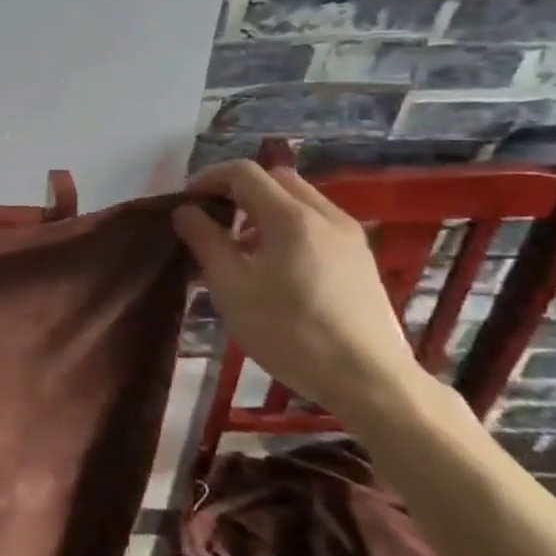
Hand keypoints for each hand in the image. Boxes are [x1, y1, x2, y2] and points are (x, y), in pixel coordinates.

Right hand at [171, 160, 421, 426]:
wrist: (370, 382)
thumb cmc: (290, 333)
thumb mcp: (232, 289)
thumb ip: (205, 242)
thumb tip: (185, 210)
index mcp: (291, 217)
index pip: (244, 173)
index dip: (209, 178)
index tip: (186, 201)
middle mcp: (325, 215)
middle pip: (276, 179)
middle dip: (238, 189)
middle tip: (212, 217)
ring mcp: (350, 236)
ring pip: (300, 199)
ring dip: (264, 207)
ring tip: (241, 245)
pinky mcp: (361, 258)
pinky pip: (317, 222)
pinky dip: (288, 225)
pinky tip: (276, 264)